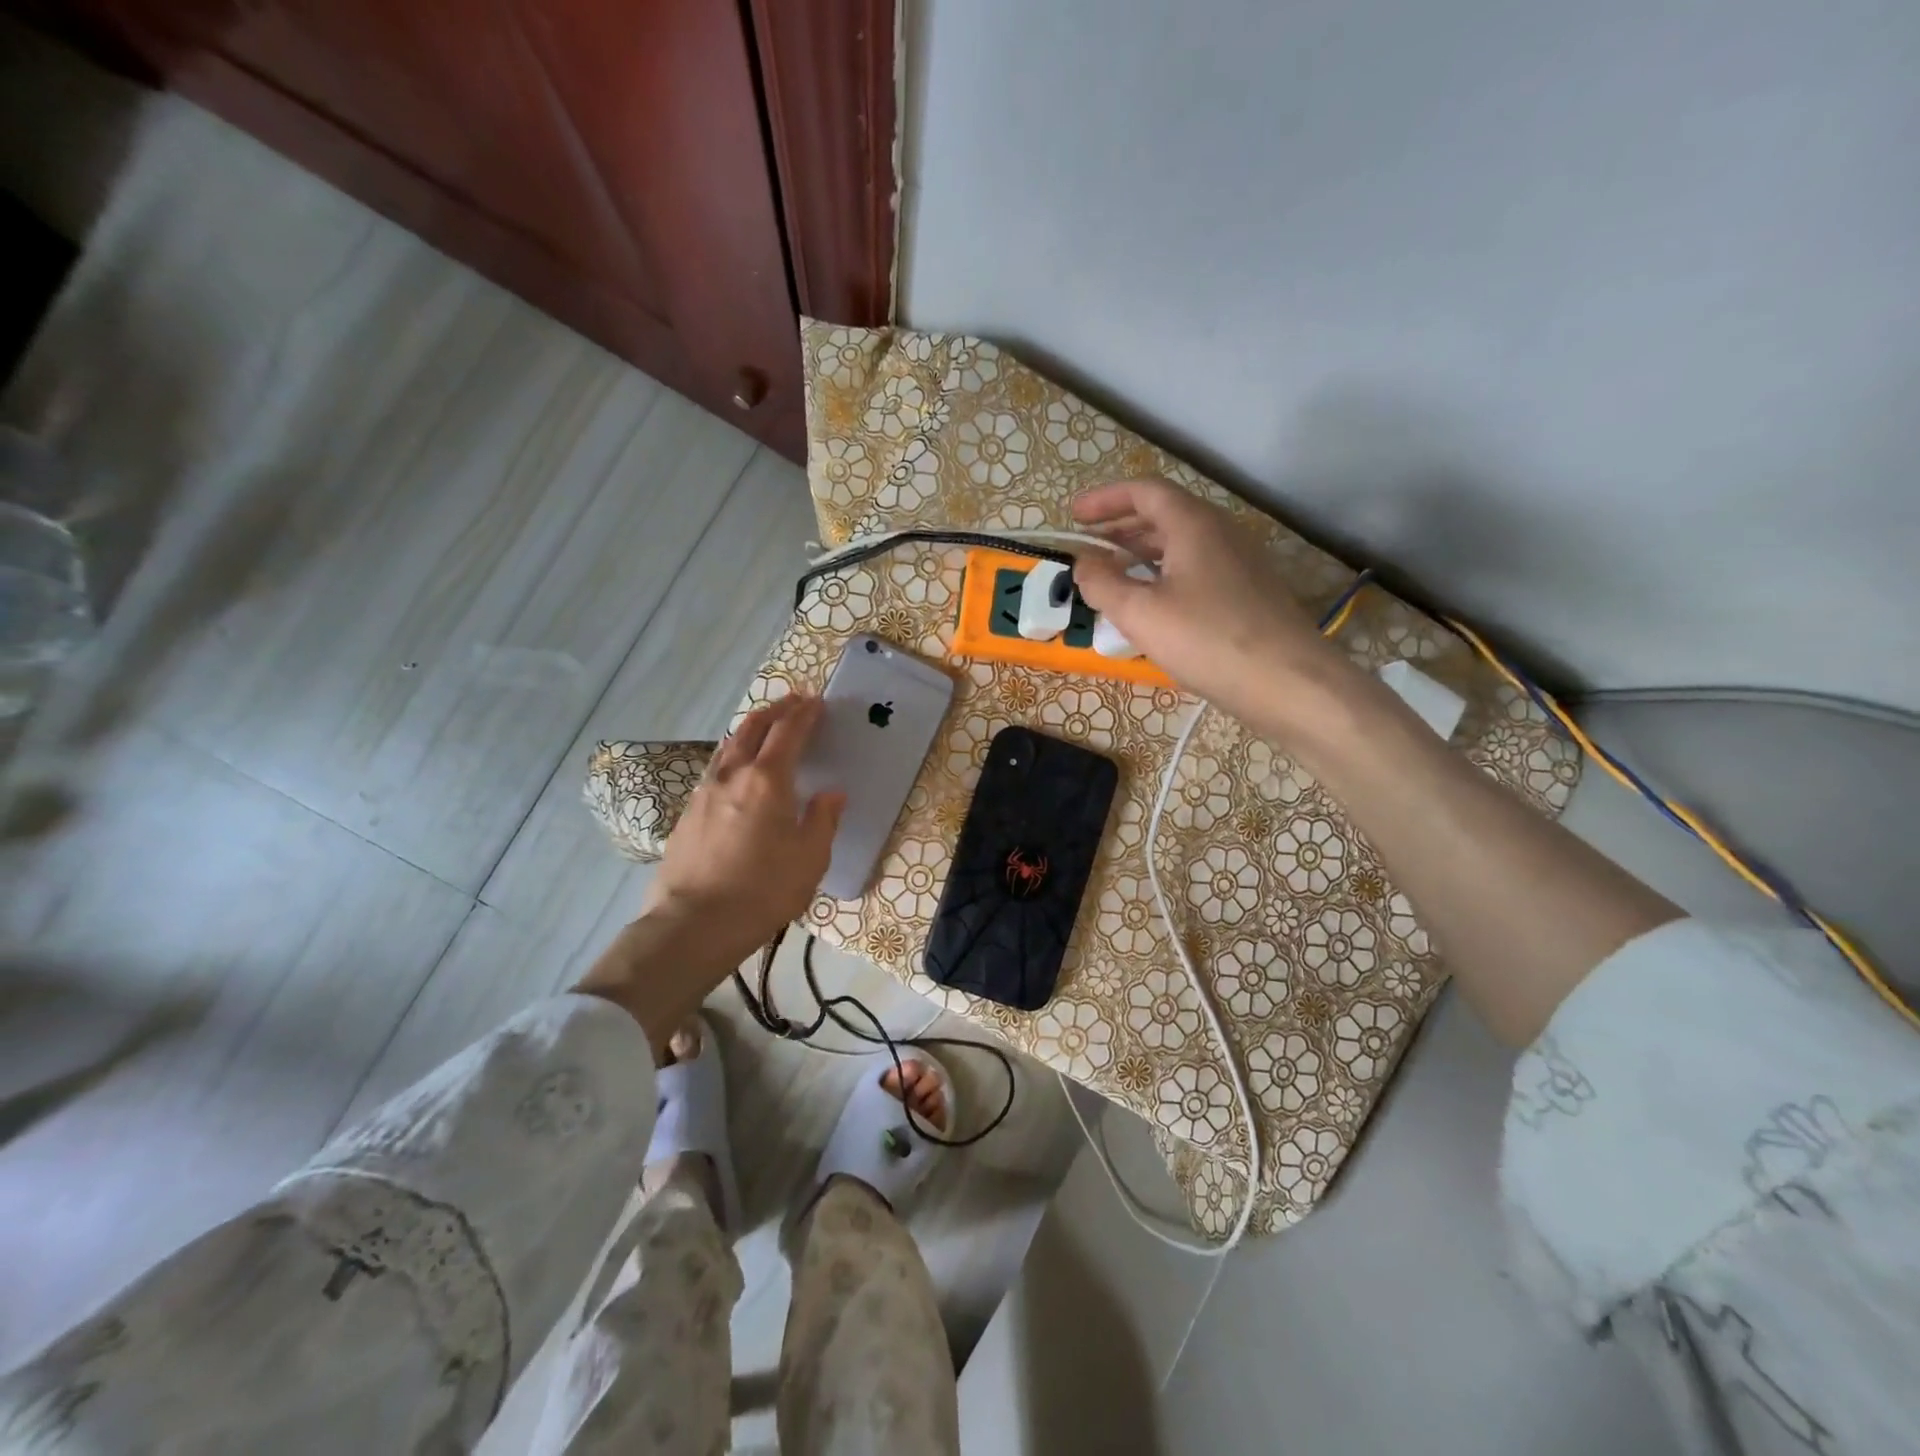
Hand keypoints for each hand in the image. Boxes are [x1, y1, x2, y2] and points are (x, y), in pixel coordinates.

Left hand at [644, 694, 845, 964]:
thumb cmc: (763, 890)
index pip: (788, 733)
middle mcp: (733, 776)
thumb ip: (822, 820)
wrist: (694, 924)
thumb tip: (831, 794)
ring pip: (729, 746)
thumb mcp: (809, 859)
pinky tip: (737, 771)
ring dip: (751, 729)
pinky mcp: (687, 814)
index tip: (816, 701)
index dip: (804, 714)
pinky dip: (733, 756)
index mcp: (768, 781)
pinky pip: (715, 769)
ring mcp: (704, 793)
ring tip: (765, 728)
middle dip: (775, 710)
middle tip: (793, 702)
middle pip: (753, 728)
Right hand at [1070, 480, 1340, 725]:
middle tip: (1089, 546)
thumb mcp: (1140, 613)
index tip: (1074, 516)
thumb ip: (1103, 584)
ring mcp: (1239, 561)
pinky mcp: (1248, 591)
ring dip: (1142, 551)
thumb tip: (1083, 563)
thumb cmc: (1207, 640)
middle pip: (1164, 514)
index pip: (1145, 492)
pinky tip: (1152, 602)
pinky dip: (1165, 572)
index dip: (1105, 499)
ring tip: (1113, 573)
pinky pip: (1197, 566)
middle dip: (1121, 526)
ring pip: (1182, 543)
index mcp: (1194, 525)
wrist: (1288, 682)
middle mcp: (1221, 532)